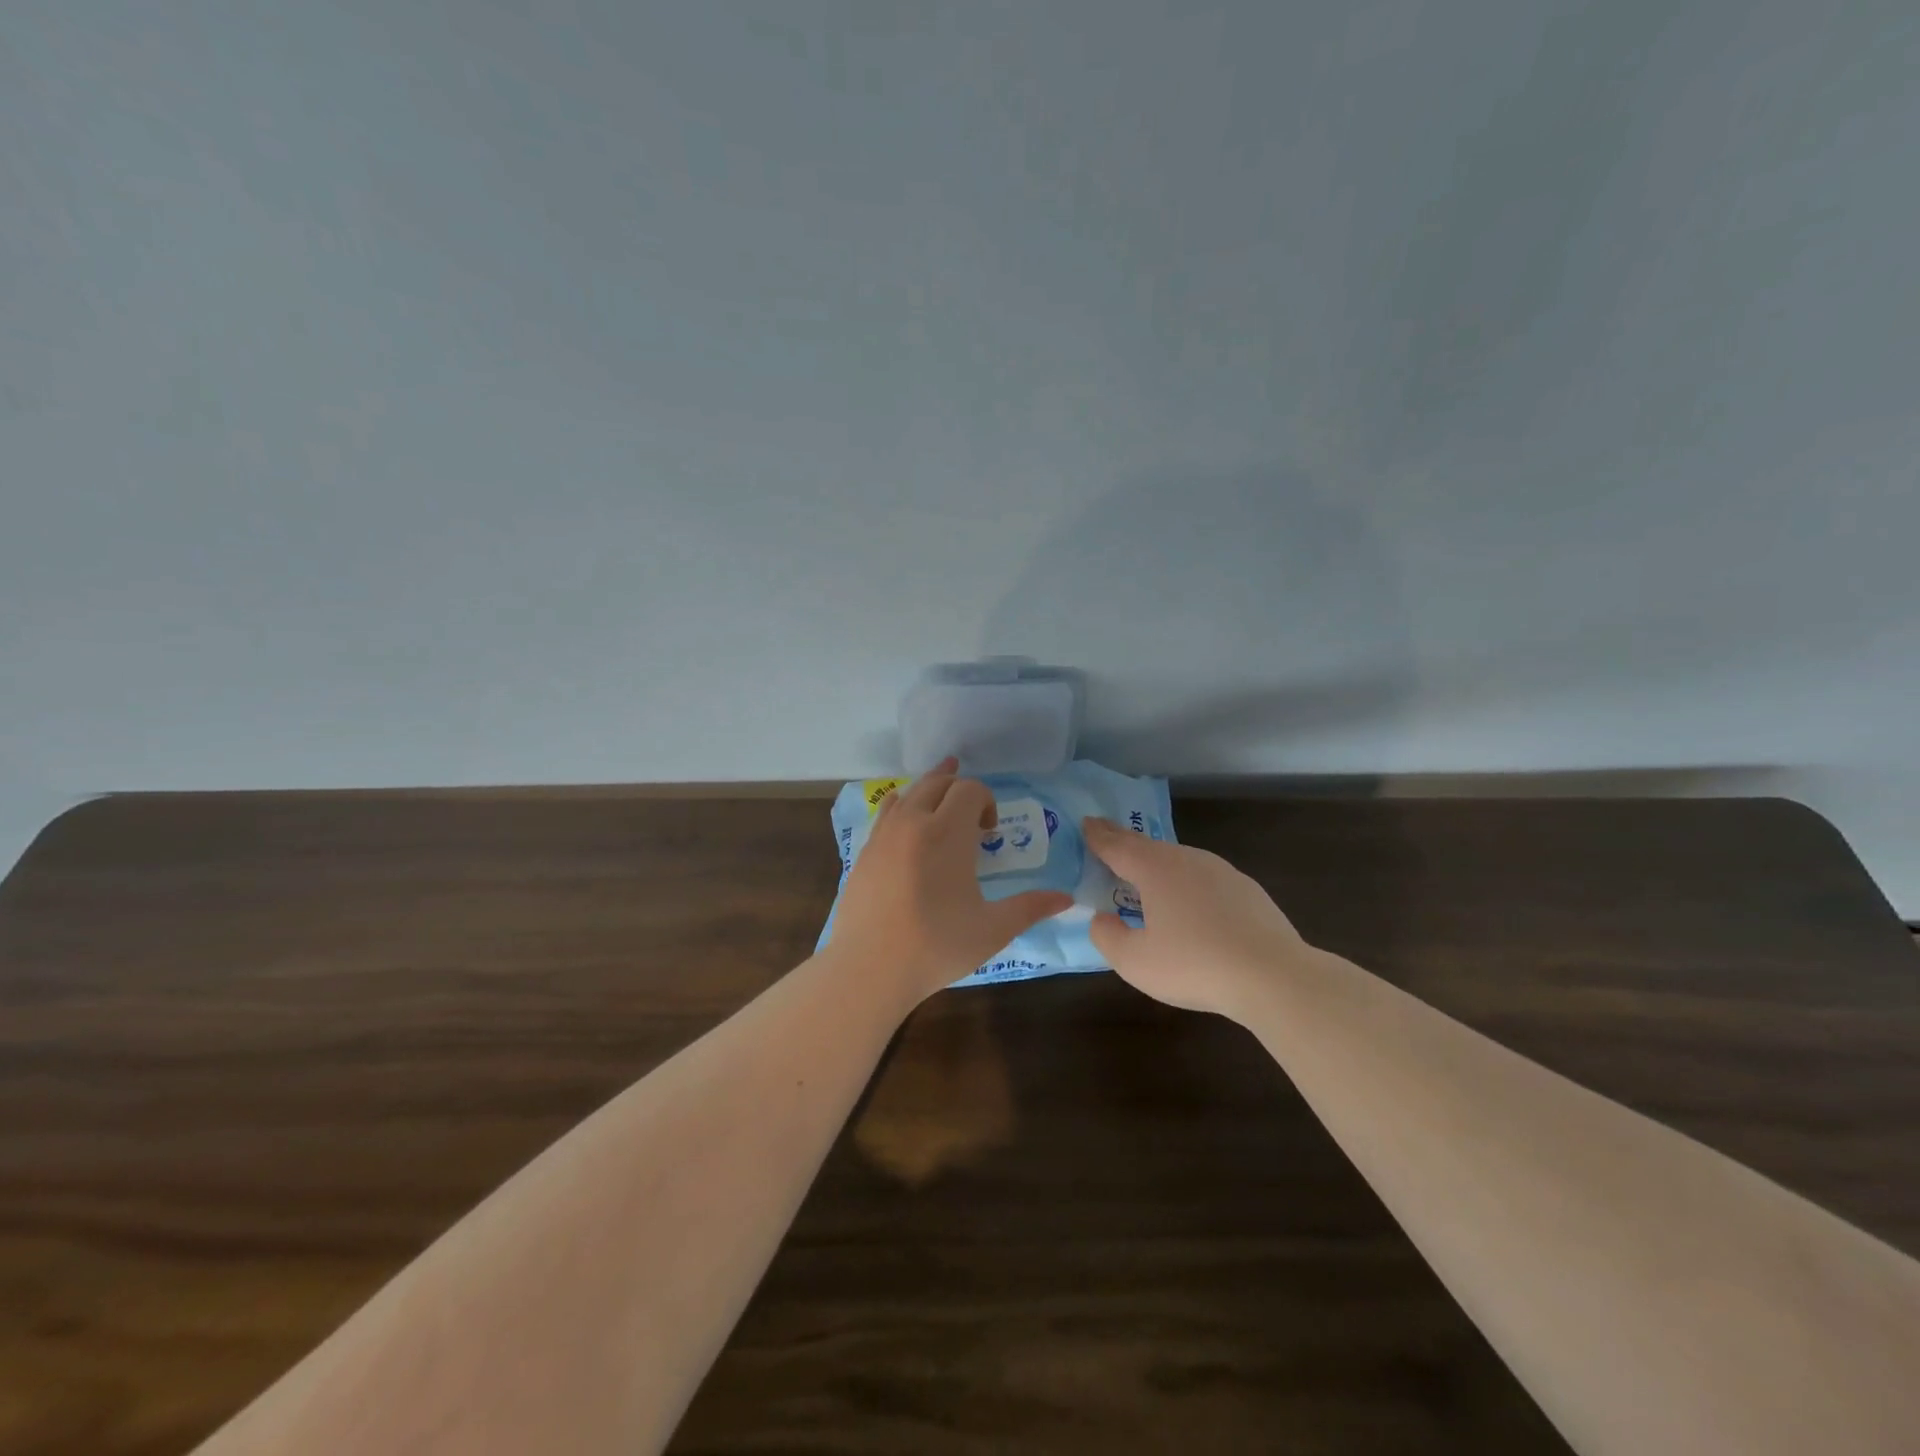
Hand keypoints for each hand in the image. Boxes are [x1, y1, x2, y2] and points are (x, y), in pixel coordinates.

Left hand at [828, 759, 1072, 1002]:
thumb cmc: (937, 946)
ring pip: (909, 793)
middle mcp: (913, 821)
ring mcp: (883, 834)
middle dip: (960, 790)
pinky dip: (903, 806)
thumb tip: (1067, 899)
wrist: (869, 968)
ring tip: (942, 796)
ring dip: (930, 791)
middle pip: (938, 782)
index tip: (990, 833)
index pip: (970, 789)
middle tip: (972, 817)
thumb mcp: (992, 929)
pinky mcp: (863, 851)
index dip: (986, 801)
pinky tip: (906, 822)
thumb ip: (1030, 908)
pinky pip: (886, 812)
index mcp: (947, 831)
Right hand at [1084, 818, 1310, 1017]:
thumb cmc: (1195, 965)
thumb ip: (1108, 937)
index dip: (1097, 836)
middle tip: (1105, 835)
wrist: (1274, 976)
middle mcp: (1186, 859)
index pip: (1117, 845)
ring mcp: (1220, 871)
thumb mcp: (1135, 962)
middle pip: (1147, 847)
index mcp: (1154, 869)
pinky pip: (1204, 878)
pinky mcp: (1246, 889)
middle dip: (1123, 841)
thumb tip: (1102, 919)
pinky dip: (1187, 882)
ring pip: (1178, 860)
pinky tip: (1190, 904)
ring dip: (1157, 863)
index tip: (1085, 823)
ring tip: (1144, 874)